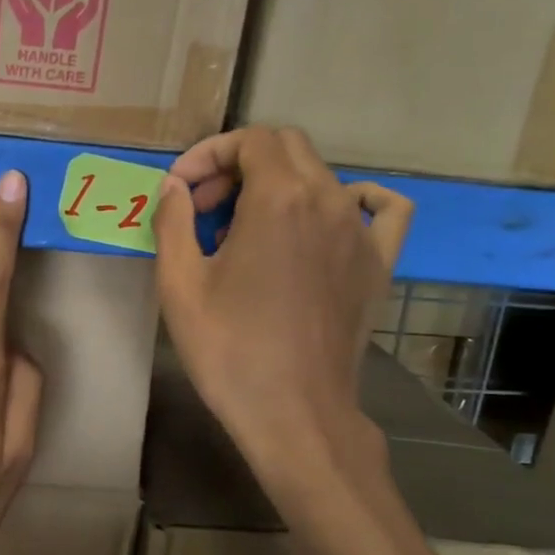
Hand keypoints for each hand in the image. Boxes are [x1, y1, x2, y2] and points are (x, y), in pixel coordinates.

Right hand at [153, 126, 412, 489]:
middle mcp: (328, 200)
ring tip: (247, 222)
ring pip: (322, 174)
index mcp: (279, 198)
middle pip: (285, 147)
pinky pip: (382, 209)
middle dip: (238, 164)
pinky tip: (332, 215)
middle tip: (204, 207)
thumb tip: (175, 186)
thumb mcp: (180, 284)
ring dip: (278, 182)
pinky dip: (355, 198)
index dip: (208, 154)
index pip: (249, 140)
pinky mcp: (378, 263)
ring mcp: (361, 231)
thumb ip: (173, 220)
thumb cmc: (230, 349)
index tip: (181, 189)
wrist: (295, 414)